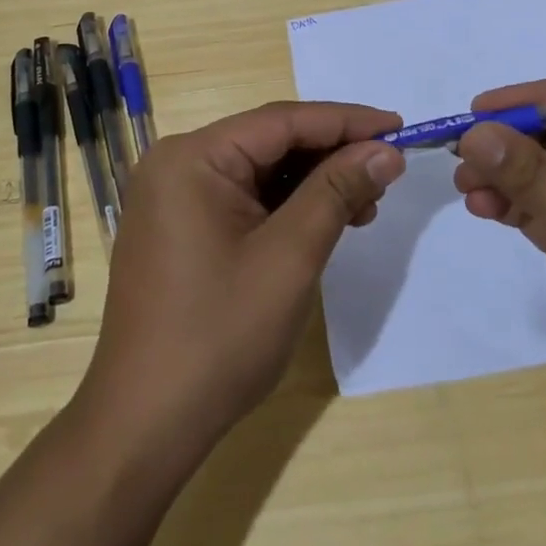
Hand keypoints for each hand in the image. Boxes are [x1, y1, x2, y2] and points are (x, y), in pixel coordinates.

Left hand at [80, 101, 404, 449]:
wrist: (146, 425)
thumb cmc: (220, 335)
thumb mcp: (290, 257)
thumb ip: (338, 191)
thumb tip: (386, 150)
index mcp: (192, 157)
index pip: (282, 120)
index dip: (347, 121)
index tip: (399, 127)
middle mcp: (178, 164)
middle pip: (270, 142)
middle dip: (332, 156)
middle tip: (387, 173)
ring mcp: (175, 198)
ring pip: (261, 171)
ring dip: (314, 183)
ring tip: (364, 207)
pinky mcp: (181, 228)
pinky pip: (244, 199)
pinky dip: (287, 207)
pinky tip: (324, 222)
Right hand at [453, 76, 545, 437]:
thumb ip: (534, 178)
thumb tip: (473, 133)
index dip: (526, 101)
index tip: (473, 111)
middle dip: (506, 143)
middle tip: (456, 154)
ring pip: (542, 173)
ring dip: (502, 175)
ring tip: (463, 186)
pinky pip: (540, 209)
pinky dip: (509, 205)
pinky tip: (481, 207)